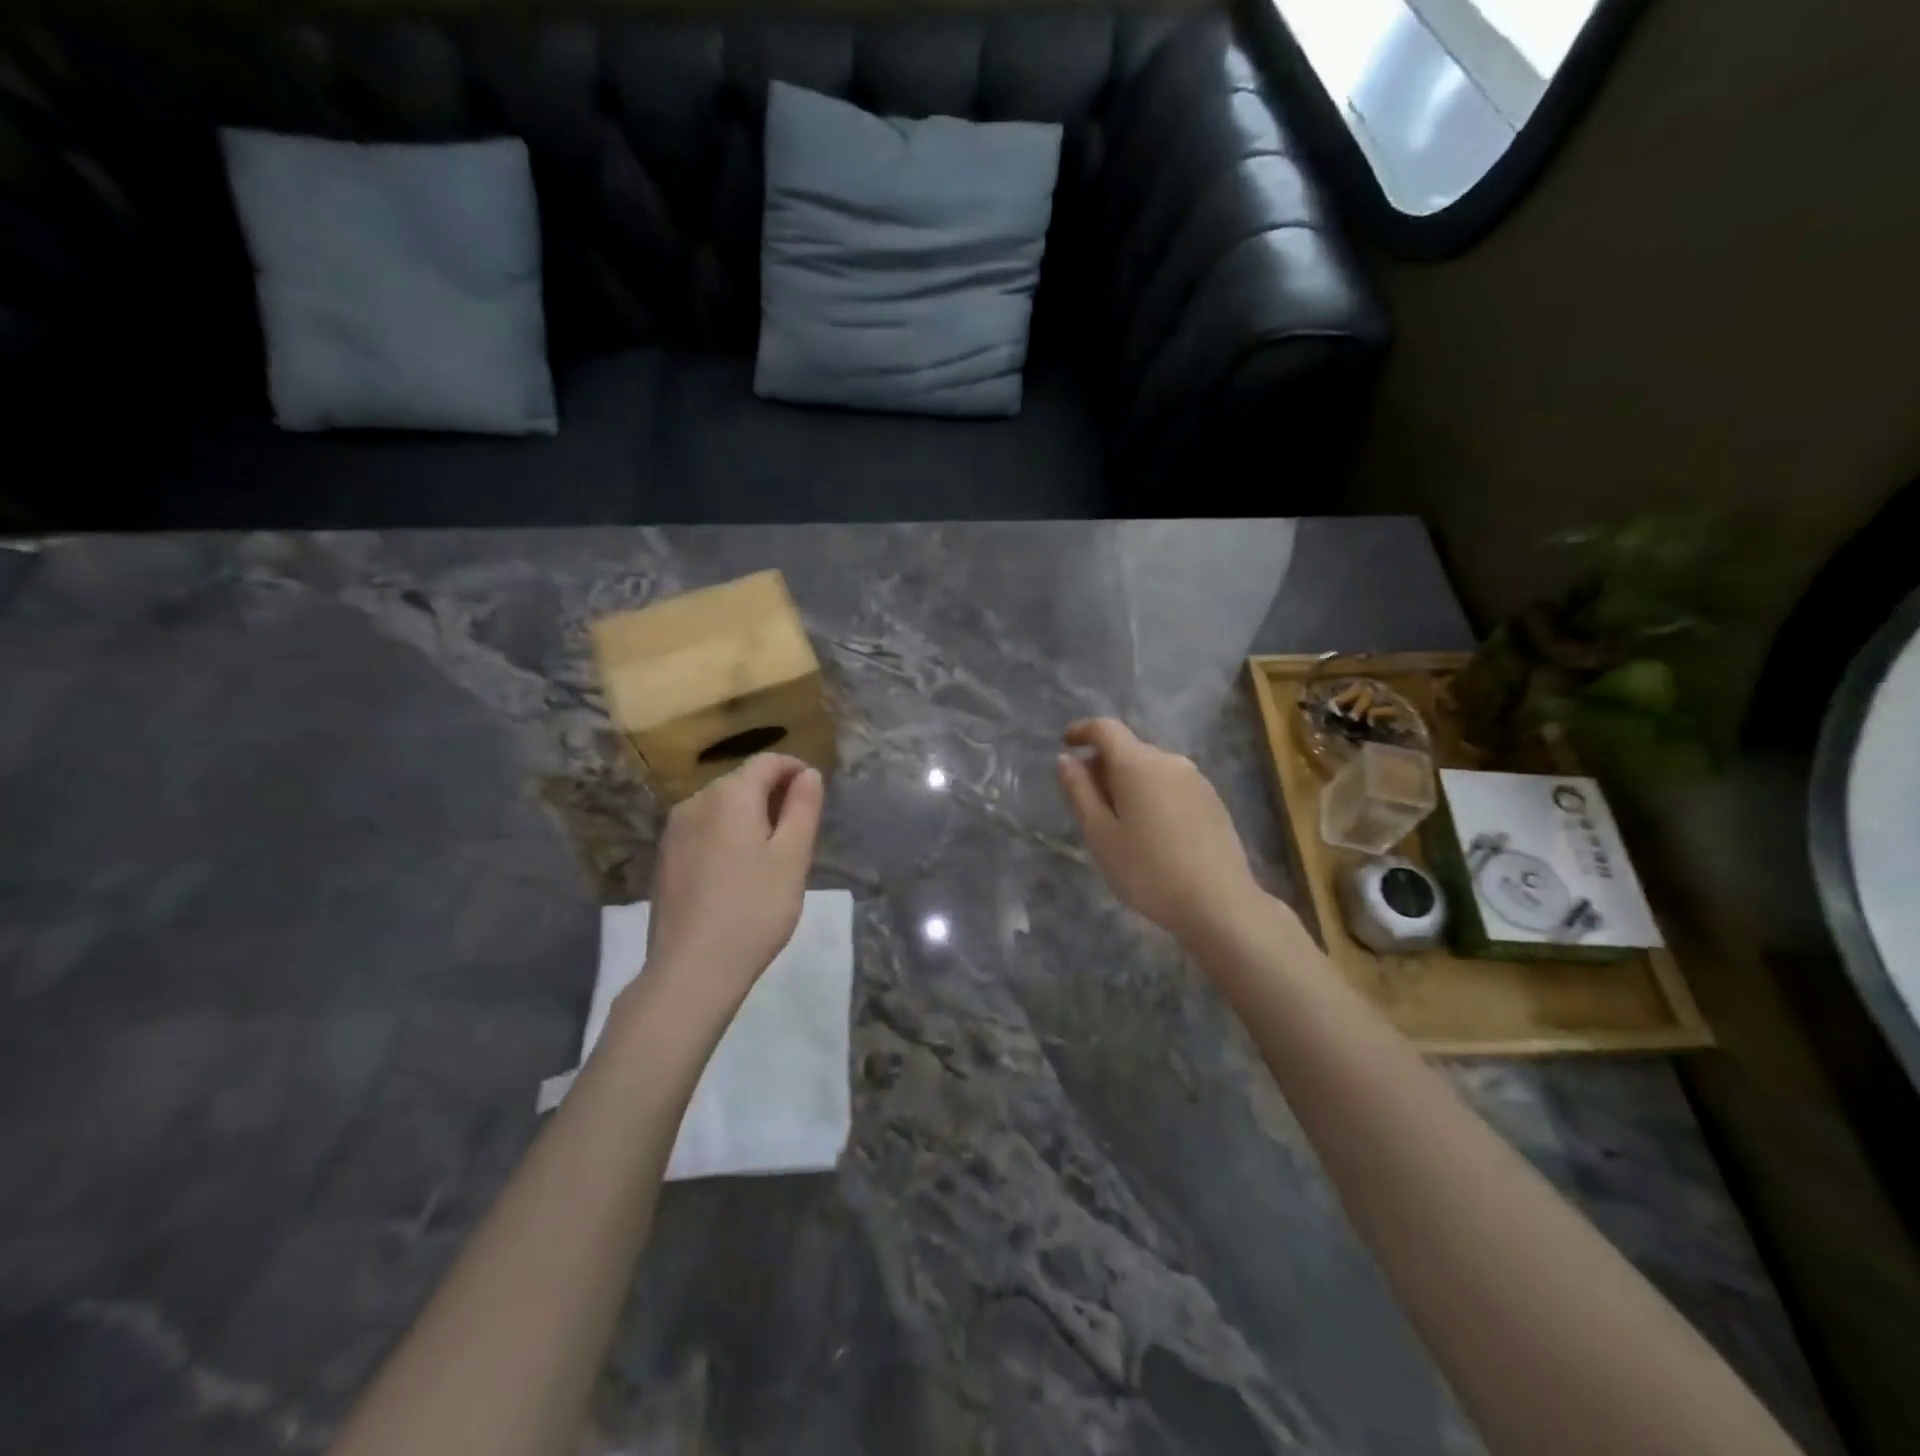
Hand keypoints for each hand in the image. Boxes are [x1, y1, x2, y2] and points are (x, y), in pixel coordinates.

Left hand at [642, 753, 823, 1015]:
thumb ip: (803, 808)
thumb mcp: (793, 857)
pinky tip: (739, 871)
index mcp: (731, 795)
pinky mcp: (665, 859)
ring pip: (721, 807)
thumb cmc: (754, 909)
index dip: (795, 769)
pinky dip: (727, 835)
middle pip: (742, 781)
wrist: (691, 969)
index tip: (815, 793)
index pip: (767, 762)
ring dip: (750, 816)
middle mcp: (696, 802)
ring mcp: (674, 831)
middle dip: (773, 794)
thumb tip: (808, 773)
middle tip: (800, 830)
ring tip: (772, 853)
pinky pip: (704, 830)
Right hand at [1056, 719, 1265, 947]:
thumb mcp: (1100, 835)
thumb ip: (1079, 792)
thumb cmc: (1148, 871)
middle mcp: (1169, 760)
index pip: (1105, 728)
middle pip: (1128, 749)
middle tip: (1087, 803)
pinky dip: (1152, 795)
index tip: (1065, 744)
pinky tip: (1152, 832)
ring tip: (1119, 823)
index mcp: (1137, 764)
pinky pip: (1171, 785)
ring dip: (1128, 782)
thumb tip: (1067, 759)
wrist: (1219, 904)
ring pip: (1150, 768)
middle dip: (1103, 765)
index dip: (1082, 731)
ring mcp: (1196, 779)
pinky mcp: (1212, 800)